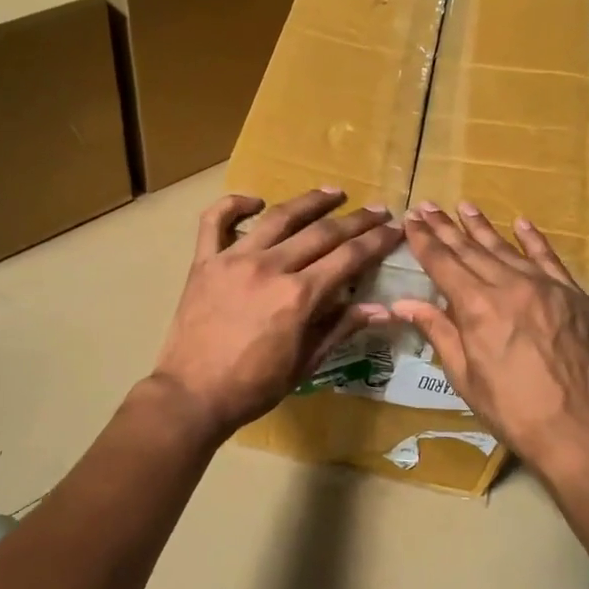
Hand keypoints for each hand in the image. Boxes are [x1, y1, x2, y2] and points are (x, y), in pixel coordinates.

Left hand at [149, 188, 400, 440]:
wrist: (192, 395)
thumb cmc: (253, 387)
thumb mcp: (305, 363)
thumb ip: (340, 329)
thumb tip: (382, 309)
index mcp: (299, 296)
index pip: (349, 258)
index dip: (377, 241)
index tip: (396, 230)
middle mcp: (270, 267)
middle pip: (322, 233)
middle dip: (356, 220)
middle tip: (378, 210)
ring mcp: (233, 259)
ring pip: (278, 217)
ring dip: (309, 201)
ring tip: (333, 192)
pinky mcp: (204, 262)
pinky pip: (215, 221)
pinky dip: (234, 205)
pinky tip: (255, 201)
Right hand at [392, 202, 588, 470]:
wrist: (572, 424)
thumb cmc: (507, 406)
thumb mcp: (462, 372)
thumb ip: (437, 330)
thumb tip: (403, 303)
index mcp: (476, 306)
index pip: (443, 263)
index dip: (424, 242)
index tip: (411, 221)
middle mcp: (509, 286)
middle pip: (470, 250)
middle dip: (446, 228)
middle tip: (428, 206)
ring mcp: (545, 286)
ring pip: (506, 249)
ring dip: (482, 227)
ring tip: (464, 206)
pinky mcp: (572, 295)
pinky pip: (549, 259)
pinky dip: (534, 240)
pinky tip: (520, 223)